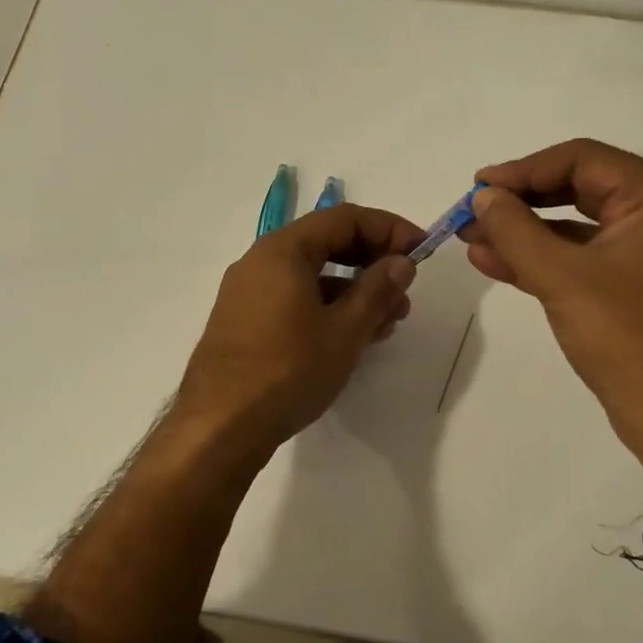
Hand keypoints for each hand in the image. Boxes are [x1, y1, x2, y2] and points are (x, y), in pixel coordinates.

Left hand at [178, 204, 424, 452]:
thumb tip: (401, 262)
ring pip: (312, 276)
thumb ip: (377, 290)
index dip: (389, 229)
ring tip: (387, 324)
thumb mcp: (344, 330)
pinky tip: (351, 338)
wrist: (220, 425)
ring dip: (353, 291)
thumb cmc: (288, 370)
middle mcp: (260, 261)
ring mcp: (248, 292)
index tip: (421, 252)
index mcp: (283, 250)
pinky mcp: (245, 321)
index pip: (345, 218)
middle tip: (405, 292)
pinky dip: (327, 308)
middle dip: (372, 263)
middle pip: (327, 243)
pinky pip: (293, 299)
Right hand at [461, 139, 642, 483]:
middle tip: (472, 211)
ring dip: (522, 231)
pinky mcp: (629, 287)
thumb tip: (482, 195)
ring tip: (470, 238)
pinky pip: (578, 258)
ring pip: (573, 226)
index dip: (524, 168)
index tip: (478, 187)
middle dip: (520, 200)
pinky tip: (493, 263)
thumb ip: (515, 230)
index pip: (581, 159)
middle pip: (576, 187)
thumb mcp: (561, 277)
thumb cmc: (625, 335)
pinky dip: (538, 258)